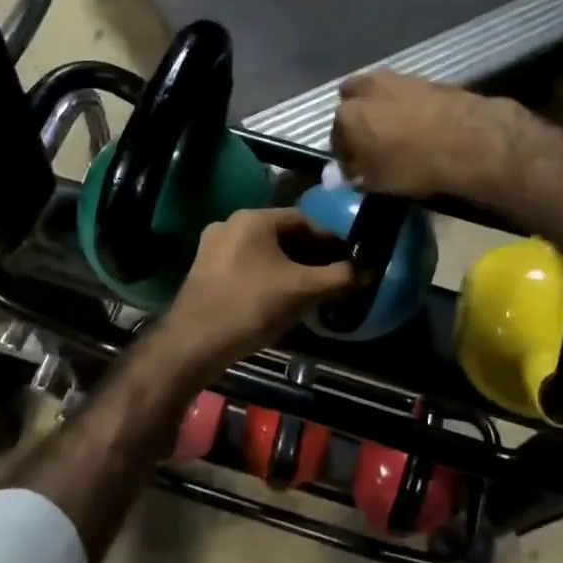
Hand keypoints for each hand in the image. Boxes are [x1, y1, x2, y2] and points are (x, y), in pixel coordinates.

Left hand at [160, 209, 356, 371]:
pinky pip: (245, 264)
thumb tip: (369, 270)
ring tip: (308, 291)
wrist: (193, 343)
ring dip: (288, 266)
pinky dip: (266, 275)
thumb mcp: (302, 291)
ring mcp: (212, 247)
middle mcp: (230, 224)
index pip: (303, 219)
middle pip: (282, 234)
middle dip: (309, 254)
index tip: (346, 261)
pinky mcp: (203, 270)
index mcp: (253, 218)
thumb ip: (339, 277)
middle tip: (330, 277)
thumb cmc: (250, 307)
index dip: (329, 240)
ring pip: (263, 251)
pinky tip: (277, 299)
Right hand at [330, 72, 515, 199]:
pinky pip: (408, 93)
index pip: (336, 137)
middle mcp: (367, 88)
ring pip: (381, 92)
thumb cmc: (414, 167)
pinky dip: (410, 106)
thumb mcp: (377, 183)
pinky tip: (423, 125)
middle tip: (373, 143)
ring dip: (384, 108)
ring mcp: (399, 79)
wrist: (471, 142)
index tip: (357, 169)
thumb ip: (353, 176)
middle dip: (359, 118)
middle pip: (353, 100)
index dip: (346, 155)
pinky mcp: (429, 79)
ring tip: (400, 134)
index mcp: (347, 115)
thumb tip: (338, 176)